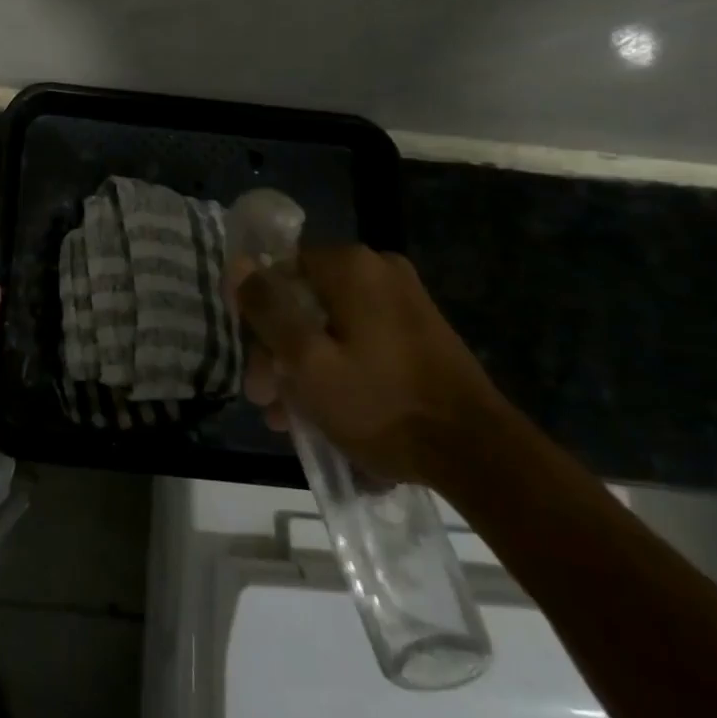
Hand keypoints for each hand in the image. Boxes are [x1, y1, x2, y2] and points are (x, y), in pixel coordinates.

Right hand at [234, 245, 503, 485]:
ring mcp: (404, 300)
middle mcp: (378, 270)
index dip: (256, 314)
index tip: (253, 362)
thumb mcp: (307, 361)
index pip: (279, 270)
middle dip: (279, 351)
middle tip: (268, 401)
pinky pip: (360, 338)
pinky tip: (327, 411)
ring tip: (293, 419)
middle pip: (304, 301)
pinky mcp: (419, 331)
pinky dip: (338, 366)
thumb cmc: (382, 403)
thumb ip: (267, 310)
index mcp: (350, 266)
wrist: (479, 454)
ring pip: (330, 324)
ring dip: (305, 366)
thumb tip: (237, 264)